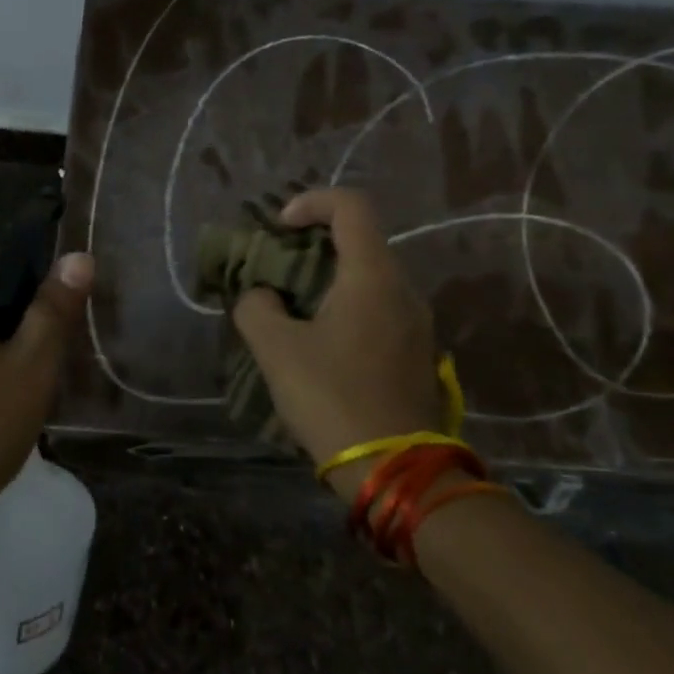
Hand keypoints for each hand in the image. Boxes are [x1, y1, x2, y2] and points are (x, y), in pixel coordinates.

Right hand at [231, 189, 439, 473]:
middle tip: (276, 268)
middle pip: (360, 239)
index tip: (279, 228)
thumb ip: (257, 308)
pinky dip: (345, 304)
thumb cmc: (333, 398)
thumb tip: (262, 296)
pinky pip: (378, 307)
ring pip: (370, 276)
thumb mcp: (277, 350)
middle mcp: (403, 288)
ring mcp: (416, 322)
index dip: (311, 202)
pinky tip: (318, 340)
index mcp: (372, 275)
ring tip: (290, 306)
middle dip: (313, 243)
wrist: (395, 471)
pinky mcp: (416, 351)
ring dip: (328, 278)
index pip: (350, 206)